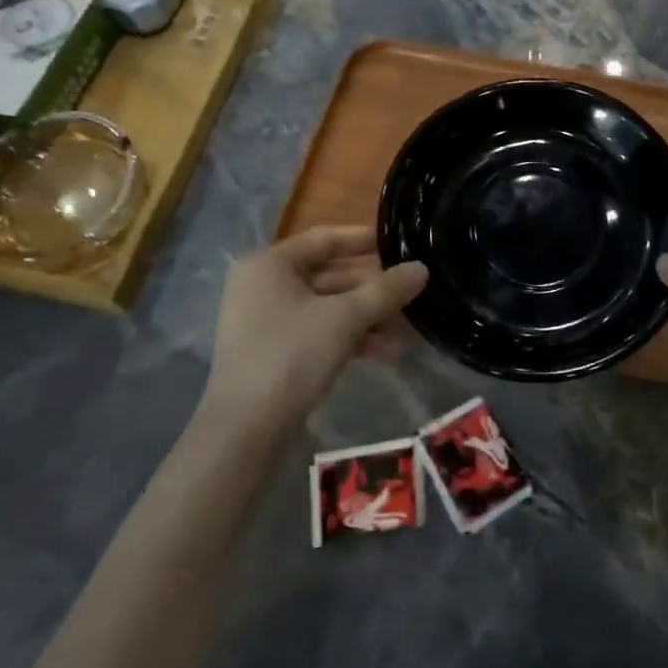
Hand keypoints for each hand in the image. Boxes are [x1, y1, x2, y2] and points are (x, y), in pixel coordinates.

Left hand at [206, 226, 427, 429]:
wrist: (246, 429)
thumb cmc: (292, 355)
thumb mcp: (346, 318)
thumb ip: (386, 290)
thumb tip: (421, 268)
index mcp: (269, 264)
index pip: (324, 239)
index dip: (364, 240)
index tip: (400, 244)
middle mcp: (263, 285)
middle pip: (329, 276)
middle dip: (373, 289)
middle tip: (412, 292)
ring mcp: (265, 321)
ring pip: (328, 308)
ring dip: (367, 317)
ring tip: (408, 330)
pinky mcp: (273, 352)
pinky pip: (318, 332)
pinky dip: (349, 338)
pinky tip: (386, 353)